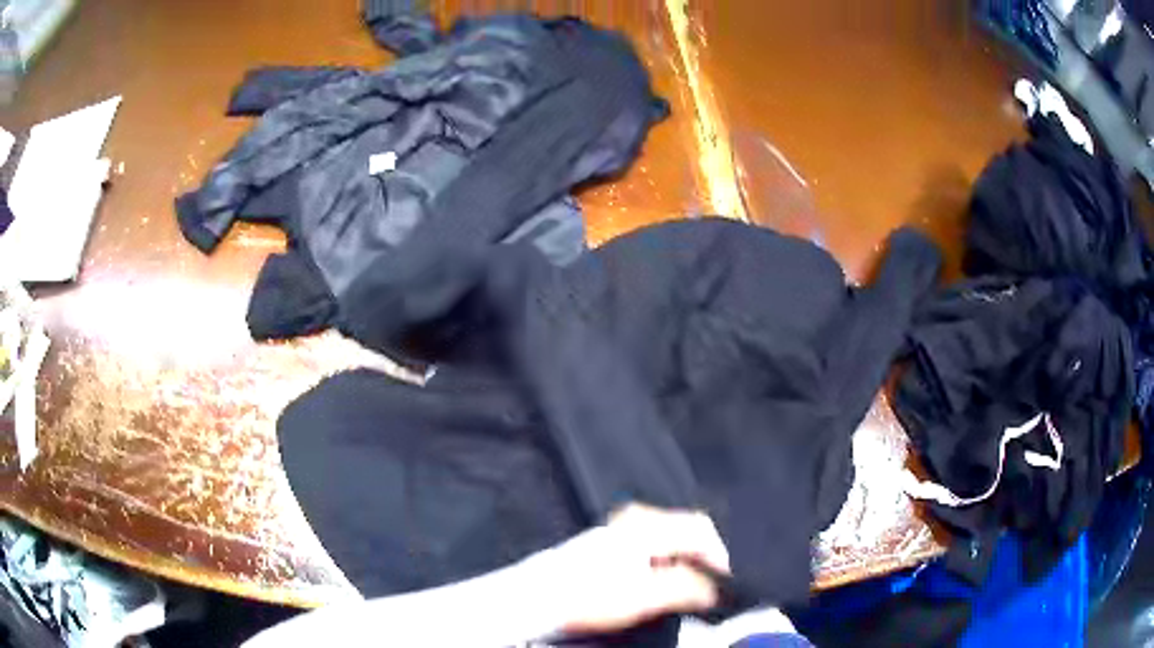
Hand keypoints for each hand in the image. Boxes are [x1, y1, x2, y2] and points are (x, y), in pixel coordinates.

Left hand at [524, 503, 730, 635]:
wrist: (540, 597)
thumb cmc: (582, 594)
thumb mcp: (644, 597)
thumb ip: (688, 589)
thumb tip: (716, 590)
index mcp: (647, 524)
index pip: (703, 530)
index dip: (720, 559)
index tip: (723, 586)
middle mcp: (637, 519)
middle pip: (688, 535)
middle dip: (703, 563)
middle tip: (705, 593)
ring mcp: (624, 529)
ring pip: (672, 543)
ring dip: (685, 568)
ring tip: (683, 595)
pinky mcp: (614, 543)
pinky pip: (655, 550)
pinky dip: (666, 567)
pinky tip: (658, 588)